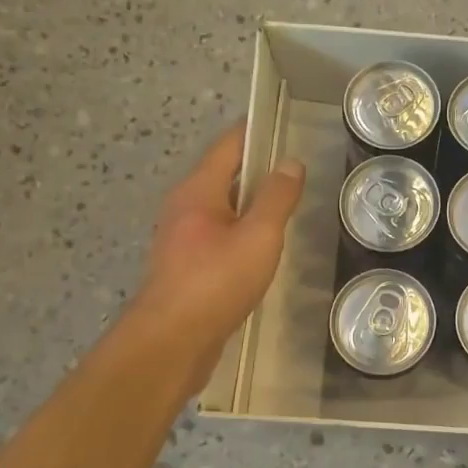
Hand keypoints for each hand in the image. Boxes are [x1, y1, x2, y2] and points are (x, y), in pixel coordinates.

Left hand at [119, 123, 305, 390]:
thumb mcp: (259, 236)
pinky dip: (241, 228)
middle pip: (224, 174)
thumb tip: (291, 163)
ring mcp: (181, 236)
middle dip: (258, 168)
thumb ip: (277, 198)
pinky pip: (218, 232)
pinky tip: (262, 245)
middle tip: (296, 169)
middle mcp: (184, 206)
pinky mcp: (185, 264)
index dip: (256, 132)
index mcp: (198, 190)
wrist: (171, 342)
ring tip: (286, 205)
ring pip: (222, 206)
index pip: (229, 145)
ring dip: (250, 201)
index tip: (285, 125)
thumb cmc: (216, 281)